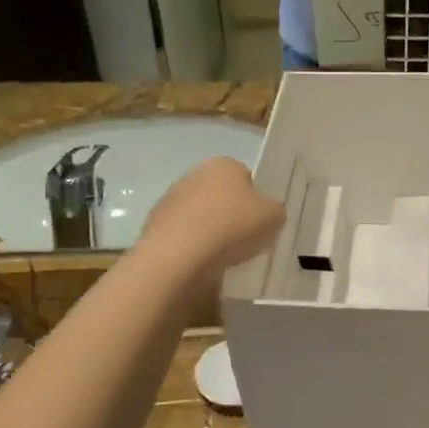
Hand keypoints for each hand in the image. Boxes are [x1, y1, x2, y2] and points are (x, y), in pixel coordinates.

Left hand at [139, 159, 283, 285]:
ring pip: (200, 215)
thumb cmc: (233, 227)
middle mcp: (194, 174)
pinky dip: (192, 246)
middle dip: (231, 213)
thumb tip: (267, 213)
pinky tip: (202, 263)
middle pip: (221, 195)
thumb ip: (274, 210)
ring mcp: (170, 199)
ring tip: (223, 256)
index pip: (246, 177)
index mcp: (224, 164)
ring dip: (210, 230)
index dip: (255, 200)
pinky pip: (183, 235)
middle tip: (244, 238)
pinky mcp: (154, 226)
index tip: (260, 221)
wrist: (179, 256)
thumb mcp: (274, 217)